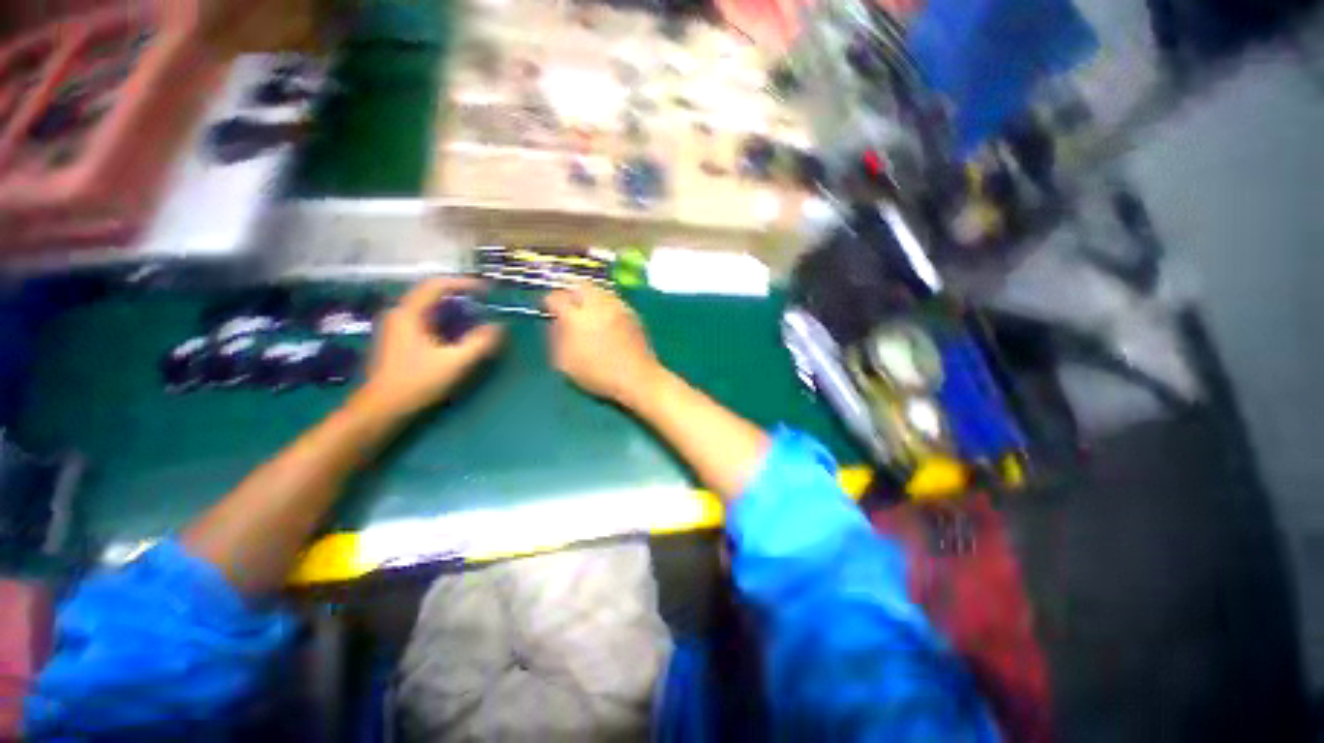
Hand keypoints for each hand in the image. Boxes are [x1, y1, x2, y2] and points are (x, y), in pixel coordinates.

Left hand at [357, 278, 503, 418]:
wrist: (382, 408)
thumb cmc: (417, 382)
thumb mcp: (454, 362)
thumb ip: (478, 343)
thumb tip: (498, 327)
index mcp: (409, 314)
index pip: (437, 285)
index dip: (463, 283)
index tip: (486, 289)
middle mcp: (399, 314)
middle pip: (431, 294)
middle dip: (459, 295)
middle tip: (483, 302)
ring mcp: (396, 327)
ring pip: (428, 307)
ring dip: (452, 308)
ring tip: (475, 315)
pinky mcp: (399, 340)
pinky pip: (425, 319)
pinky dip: (444, 319)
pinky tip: (457, 332)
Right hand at [545, 283, 662, 406]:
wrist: (637, 377)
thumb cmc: (598, 374)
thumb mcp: (566, 363)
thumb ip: (556, 339)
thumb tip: (556, 324)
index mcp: (577, 317)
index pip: (557, 297)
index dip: (549, 302)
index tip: (548, 308)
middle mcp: (598, 305)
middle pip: (580, 284)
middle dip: (570, 290)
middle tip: (567, 303)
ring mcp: (617, 306)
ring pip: (599, 289)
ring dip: (589, 295)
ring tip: (586, 309)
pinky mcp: (632, 313)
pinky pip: (613, 300)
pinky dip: (605, 303)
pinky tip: (604, 318)